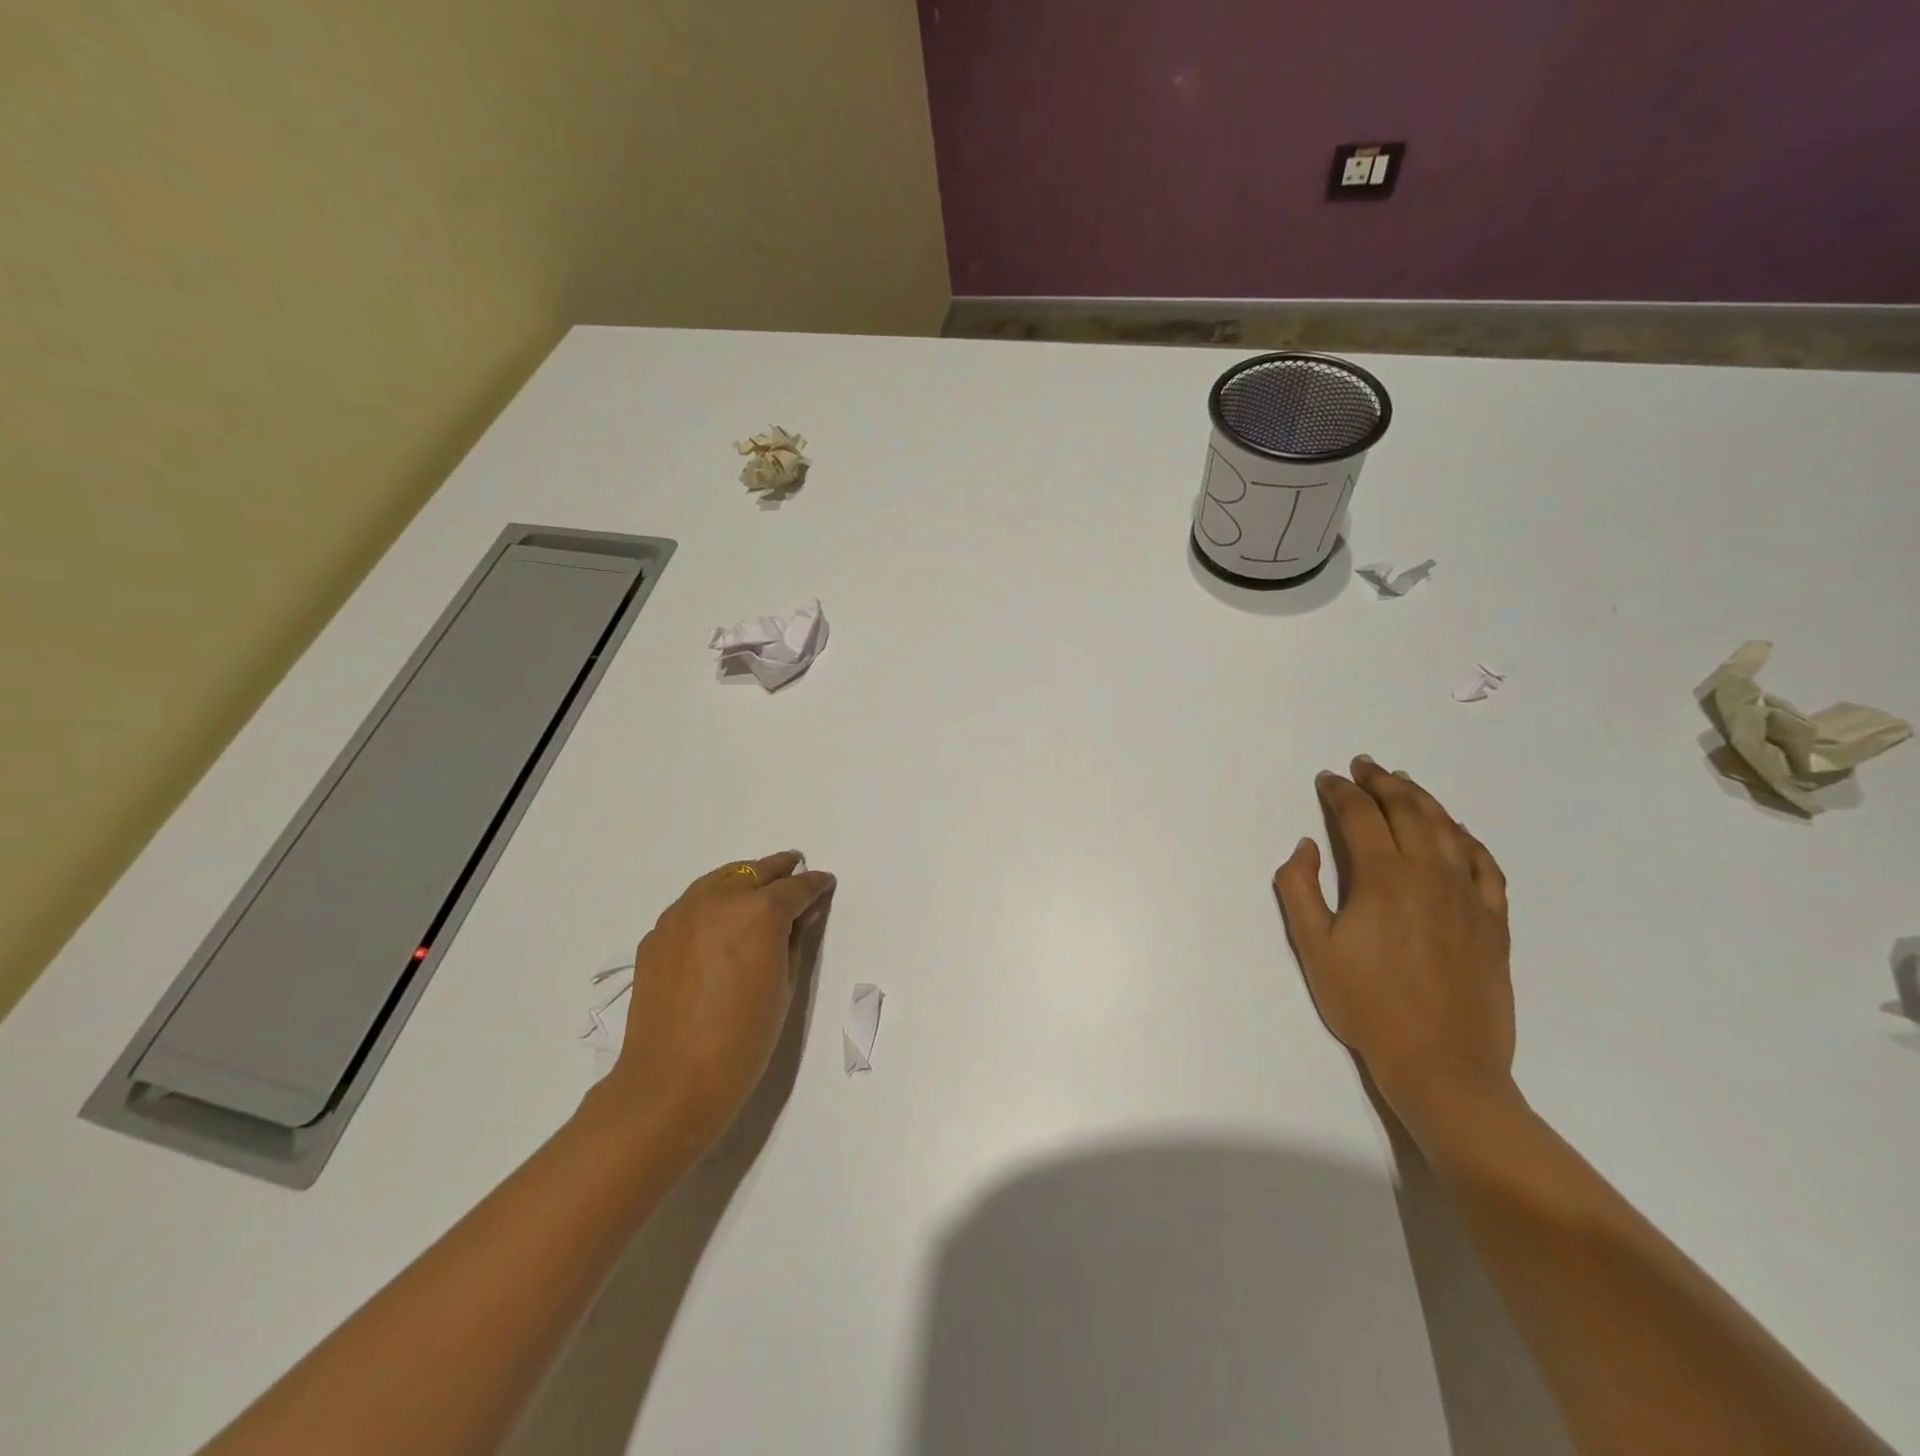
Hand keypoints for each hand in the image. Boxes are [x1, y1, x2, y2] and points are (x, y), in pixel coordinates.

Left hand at [597, 851, 836, 1154]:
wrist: (671, 1083)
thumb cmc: (743, 1040)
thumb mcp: (785, 986)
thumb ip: (795, 940)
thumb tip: (800, 915)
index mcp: (760, 912)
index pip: (796, 887)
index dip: (814, 885)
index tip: (824, 884)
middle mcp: (719, 900)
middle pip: (755, 872)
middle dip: (779, 870)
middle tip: (794, 868)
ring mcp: (681, 914)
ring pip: (719, 880)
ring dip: (743, 880)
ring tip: (757, 888)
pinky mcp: (656, 934)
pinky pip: (691, 905)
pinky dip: (711, 903)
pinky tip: (718, 922)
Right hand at [1273, 758, 1514, 1130]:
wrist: (1442, 1064)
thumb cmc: (1367, 1005)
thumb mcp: (1313, 948)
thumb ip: (1299, 889)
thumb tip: (1307, 846)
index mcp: (1383, 878)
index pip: (1360, 816)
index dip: (1341, 793)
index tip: (1328, 779)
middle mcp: (1429, 874)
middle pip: (1408, 810)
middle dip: (1382, 782)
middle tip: (1364, 765)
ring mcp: (1468, 896)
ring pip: (1447, 829)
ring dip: (1422, 799)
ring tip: (1403, 783)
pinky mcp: (1493, 920)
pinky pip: (1484, 863)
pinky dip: (1466, 838)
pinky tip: (1456, 832)